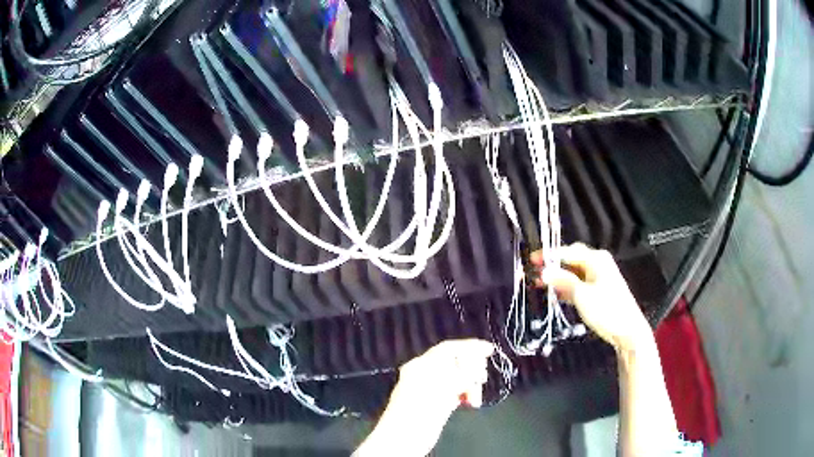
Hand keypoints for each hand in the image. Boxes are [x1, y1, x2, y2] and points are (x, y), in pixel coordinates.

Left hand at [354, 339, 493, 456]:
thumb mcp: (444, 386)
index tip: (490, 350)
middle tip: (481, 378)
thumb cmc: (421, 408)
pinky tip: (470, 402)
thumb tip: (477, 366)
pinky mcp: (436, 403)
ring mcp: (431, 389)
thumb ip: (462, 372)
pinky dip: (465, 394)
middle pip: (456, 362)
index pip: (449, 348)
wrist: (404, 437)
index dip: (471, 346)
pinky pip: (456, 392)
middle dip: (472, 368)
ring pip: (458, 379)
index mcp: (422, 364)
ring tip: (474, 397)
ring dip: (471, 384)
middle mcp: (425, 374)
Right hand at [531, 243, 651, 351]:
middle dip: (553, 265)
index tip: (531, 260)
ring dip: (558, 277)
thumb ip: (563, 281)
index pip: (568, 251)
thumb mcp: (582, 295)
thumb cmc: (607, 309)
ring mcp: (598, 277)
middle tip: (534, 271)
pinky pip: (578, 284)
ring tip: (539, 283)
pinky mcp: (597, 291)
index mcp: (596, 259)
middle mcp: (597, 264)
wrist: (627, 331)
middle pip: (571, 259)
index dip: (549, 255)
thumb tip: (543, 271)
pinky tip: (555, 294)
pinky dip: (566, 287)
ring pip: (573, 273)